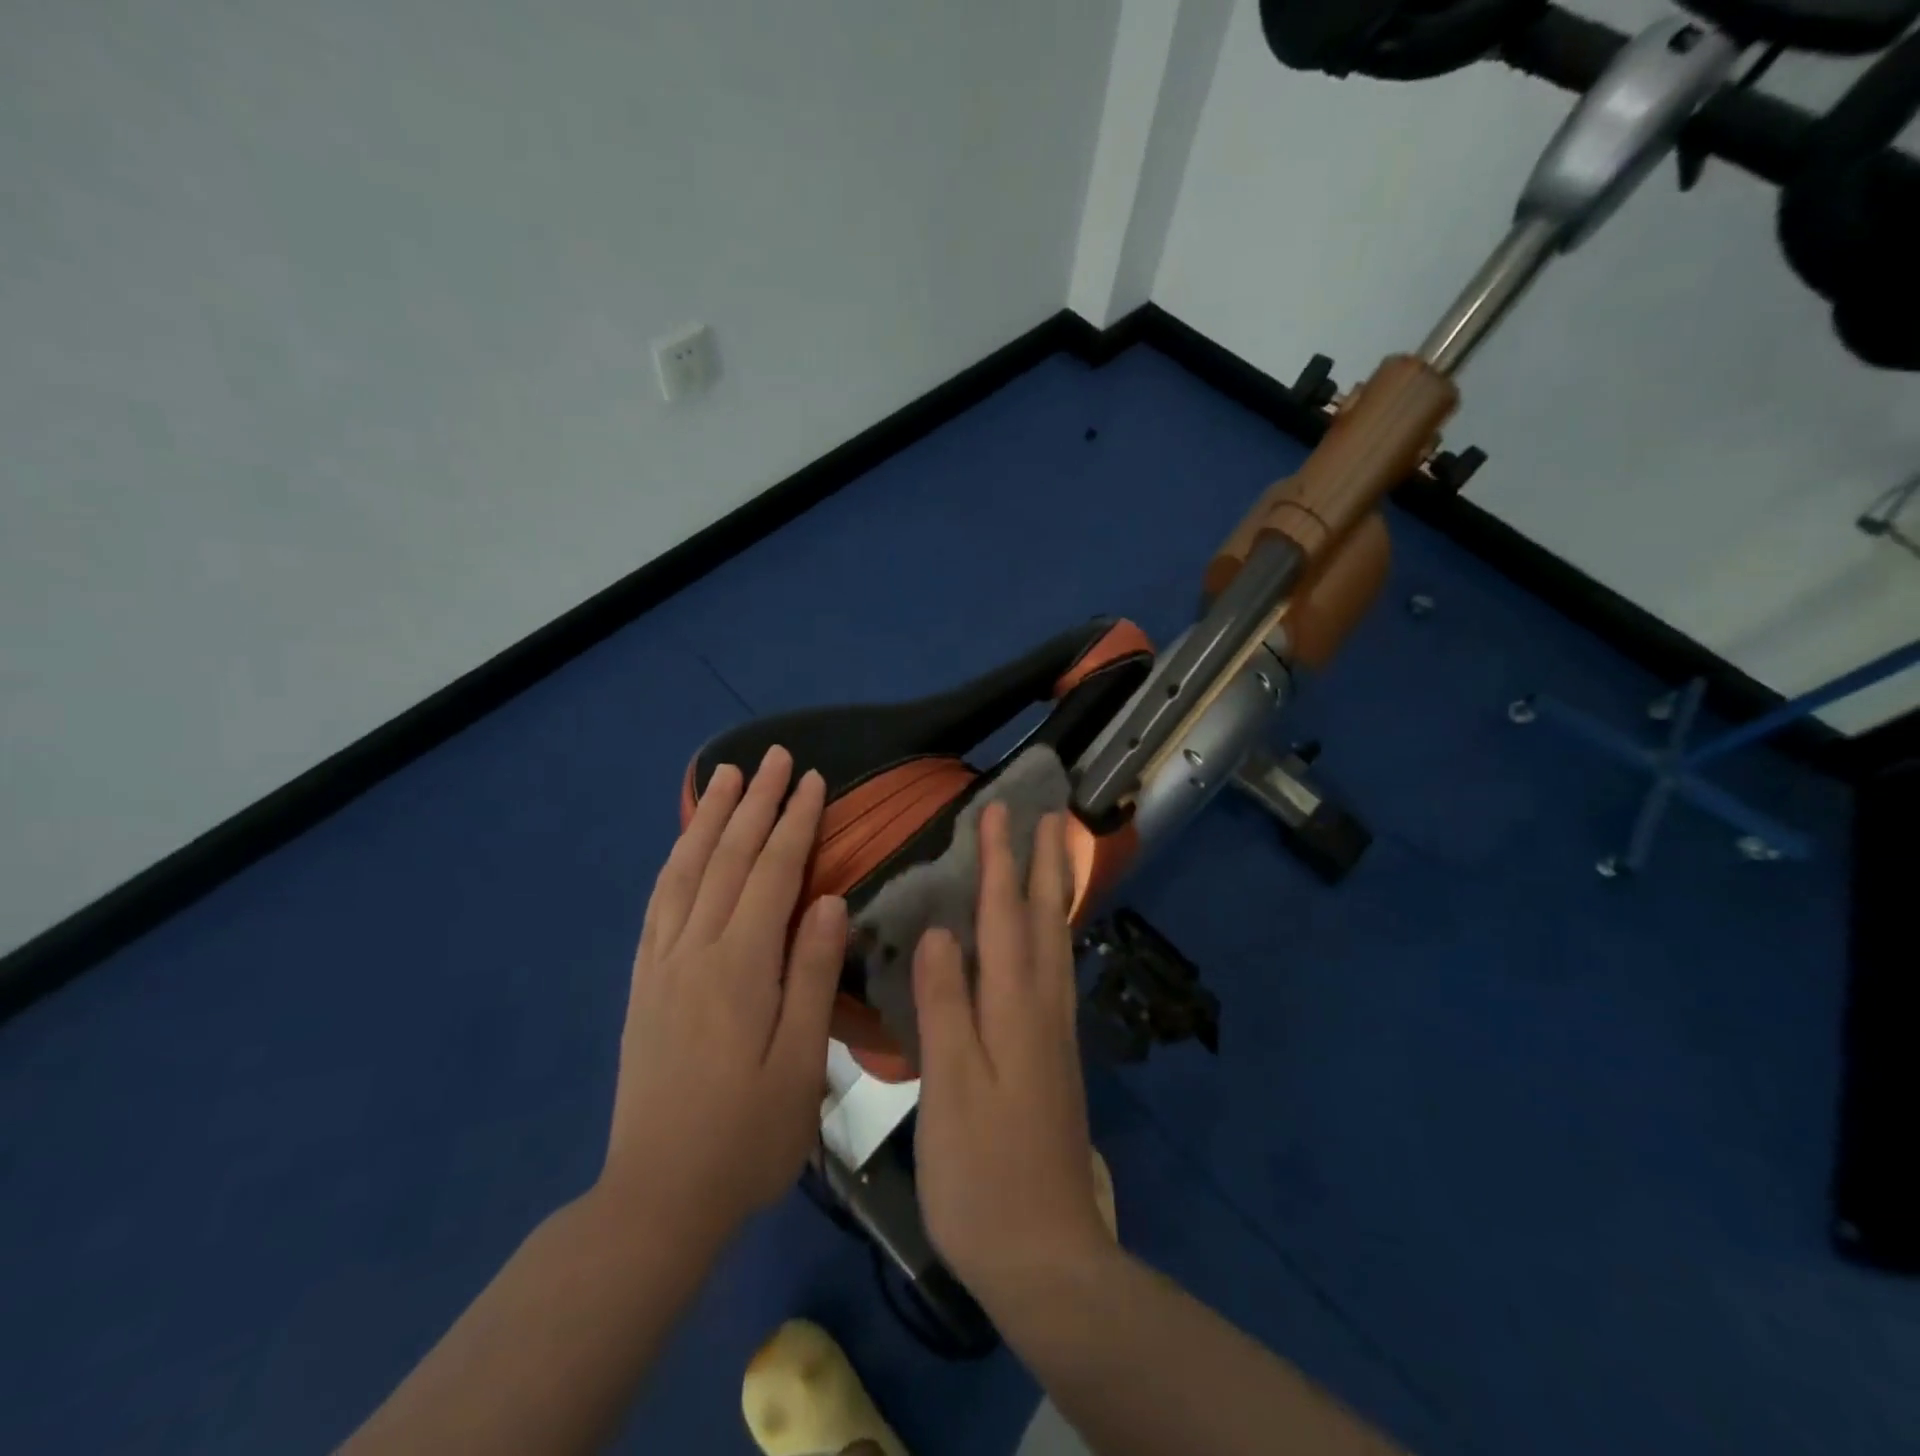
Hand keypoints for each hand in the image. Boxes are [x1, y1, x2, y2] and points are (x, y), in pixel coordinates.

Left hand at [600, 746, 847, 1244]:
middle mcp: (695, 950)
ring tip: (726, 777)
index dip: (794, 824)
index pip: (772, 874)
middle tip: (775, 758)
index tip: (813, 782)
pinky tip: (685, 846)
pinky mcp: (644, 983)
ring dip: (710, 819)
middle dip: (755, 803)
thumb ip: (812, 974)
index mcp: (740, 967)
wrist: (658, 1196)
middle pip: (728, 859)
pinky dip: (675, 862)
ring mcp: (662, 964)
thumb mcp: (802, 1063)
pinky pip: (658, 904)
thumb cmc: (748, 1134)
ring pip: (687, 872)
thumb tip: (830, 901)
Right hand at [911, 804, 1112, 1302]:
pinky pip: (1057, 973)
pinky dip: (1054, 936)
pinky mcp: (1056, 1058)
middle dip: (1043, 864)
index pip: (1006, 918)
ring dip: (1055, 894)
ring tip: (1055, 858)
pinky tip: (1049, 939)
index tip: (998, 811)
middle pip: (1045, 921)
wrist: (1045, 1255)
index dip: (1000, 863)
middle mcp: (1043, 1010)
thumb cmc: (983, 1173)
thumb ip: (945, 1006)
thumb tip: (939, 931)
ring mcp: (1056, 1035)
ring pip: (1058, 945)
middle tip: (1049, 816)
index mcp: (1015, 1011)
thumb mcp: (951, 1089)